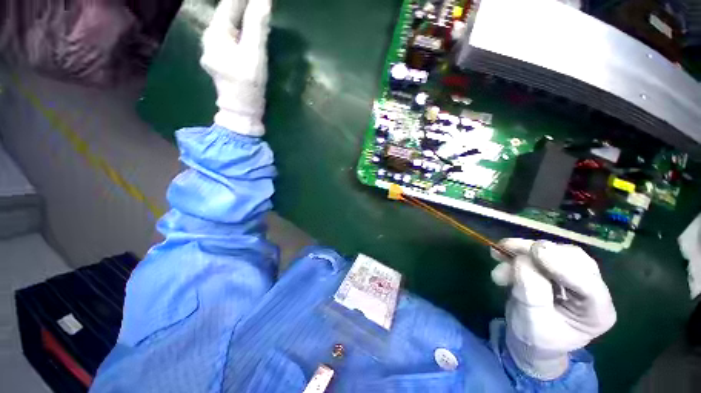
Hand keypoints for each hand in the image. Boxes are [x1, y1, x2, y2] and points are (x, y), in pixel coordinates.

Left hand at [200, 0, 270, 135]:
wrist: (241, 112)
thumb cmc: (247, 85)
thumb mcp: (254, 55)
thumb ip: (257, 26)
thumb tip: (263, 0)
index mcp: (216, 33)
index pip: (229, 5)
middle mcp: (210, 38)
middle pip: (228, 14)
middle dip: (243, 5)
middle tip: (260, 4)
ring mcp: (214, 50)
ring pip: (230, 26)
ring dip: (243, 18)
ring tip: (256, 12)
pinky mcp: (222, 60)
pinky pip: (232, 38)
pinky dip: (242, 32)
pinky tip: (250, 32)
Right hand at [491, 239, 616, 379]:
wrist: (529, 338)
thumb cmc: (534, 337)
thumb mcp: (531, 321)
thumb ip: (531, 292)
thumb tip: (522, 260)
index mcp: (597, 313)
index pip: (588, 284)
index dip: (562, 265)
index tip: (535, 251)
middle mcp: (592, 290)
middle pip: (574, 259)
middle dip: (539, 252)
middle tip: (508, 247)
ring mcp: (576, 276)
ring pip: (556, 251)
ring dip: (524, 250)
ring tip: (498, 254)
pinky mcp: (557, 267)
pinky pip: (540, 252)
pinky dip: (519, 250)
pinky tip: (500, 254)